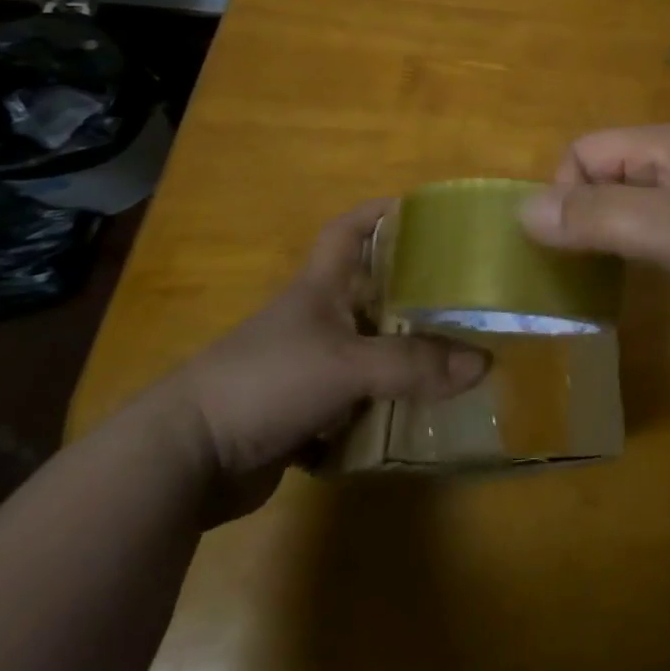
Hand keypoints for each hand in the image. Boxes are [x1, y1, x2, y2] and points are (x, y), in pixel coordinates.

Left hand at [153, 201, 489, 520]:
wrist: (186, 459)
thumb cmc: (267, 380)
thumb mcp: (347, 364)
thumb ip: (412, 363)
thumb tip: (483, 362)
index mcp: (320, 287)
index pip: (349, 229)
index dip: (381, 212)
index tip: (423, 211)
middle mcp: (316, 319)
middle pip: (371, 292)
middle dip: (412, 293)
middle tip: (462, 294)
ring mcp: (307, 368)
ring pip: (367, 351)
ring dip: (401, 357)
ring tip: (454, 357)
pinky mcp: (301, 414)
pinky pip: (355, 403)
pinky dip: (381, 408)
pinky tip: (417, 415)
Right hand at [520, 124, 669, 358]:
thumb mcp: (668, 231)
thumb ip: (597, 217)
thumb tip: (523, 211)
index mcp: (667, 145)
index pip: (586, 151)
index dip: (564, 193)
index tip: (564, 247)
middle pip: (603, 174)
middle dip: (578, 213)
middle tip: (569, 269)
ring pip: (625, 203)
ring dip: (600, 233)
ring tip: (586, 279)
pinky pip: (649, 229)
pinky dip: (628, 248)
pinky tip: (626, 281)